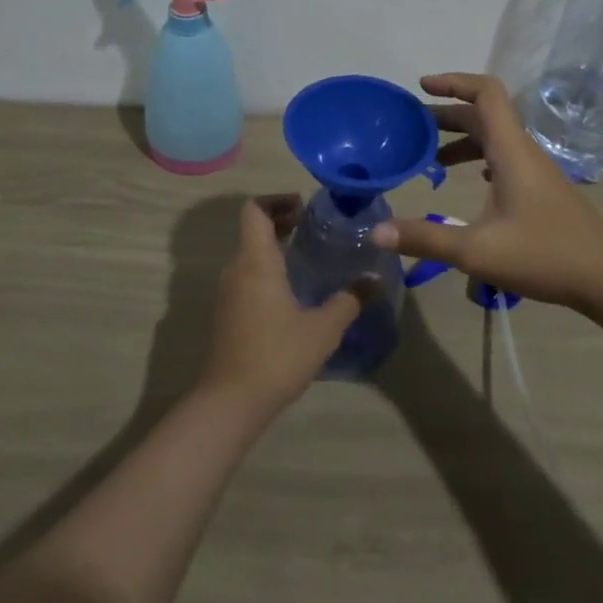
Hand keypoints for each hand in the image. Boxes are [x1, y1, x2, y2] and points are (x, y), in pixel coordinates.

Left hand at [198, 196, 370, 419]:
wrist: (230, 402)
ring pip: (250, 255)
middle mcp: (237, 269)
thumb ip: (349, 300)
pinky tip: (294, 293)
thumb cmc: (277, 355)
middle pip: (253, 230)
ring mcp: (228, 293)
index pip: (255, 210)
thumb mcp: (323, 329)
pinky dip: (268, 271)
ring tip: (309, 258)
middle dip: (281, 222)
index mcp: (256, 260)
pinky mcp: (227, 314)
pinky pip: (247, 277)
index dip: (277, 200)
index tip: (305, 207)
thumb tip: (374, 280)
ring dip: (275, 248)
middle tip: (314, 229)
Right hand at [373, 73, 602, 311]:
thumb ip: (425, 239)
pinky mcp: (541, 189)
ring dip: (461, 139)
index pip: (486, 93)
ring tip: (430, 159)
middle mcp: (523, 151)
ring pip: (494, 138)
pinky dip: (479, 158)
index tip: (422, 87)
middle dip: (445, 114)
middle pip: (483, 115)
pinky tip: (470, 182)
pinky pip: (504, 158)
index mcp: (511, 150)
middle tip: (410, 128)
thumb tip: (375, 232)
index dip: (454, 82)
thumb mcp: (476, 251)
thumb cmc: (545, 255)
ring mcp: (535, 170)